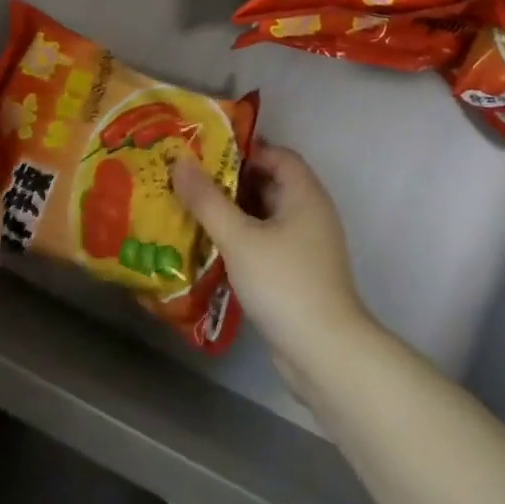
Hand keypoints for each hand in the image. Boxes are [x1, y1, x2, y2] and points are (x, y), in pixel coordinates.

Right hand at [171, 141, 373, 395]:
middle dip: (231, 180)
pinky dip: (242, 239)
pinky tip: (211, 247)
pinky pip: (266, 243)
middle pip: (269, 183)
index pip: (276, 154)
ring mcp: (306, 247)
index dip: (243, 149)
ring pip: (265, 216)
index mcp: (304, 194)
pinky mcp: (298, 275)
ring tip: (192, 209)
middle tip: (190, 179)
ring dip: (233, 212)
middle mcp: (310, 214)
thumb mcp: (238, 237)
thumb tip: (179, 160)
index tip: (206, 151)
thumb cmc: (284, 283)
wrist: (325, 355)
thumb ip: (207, 199)